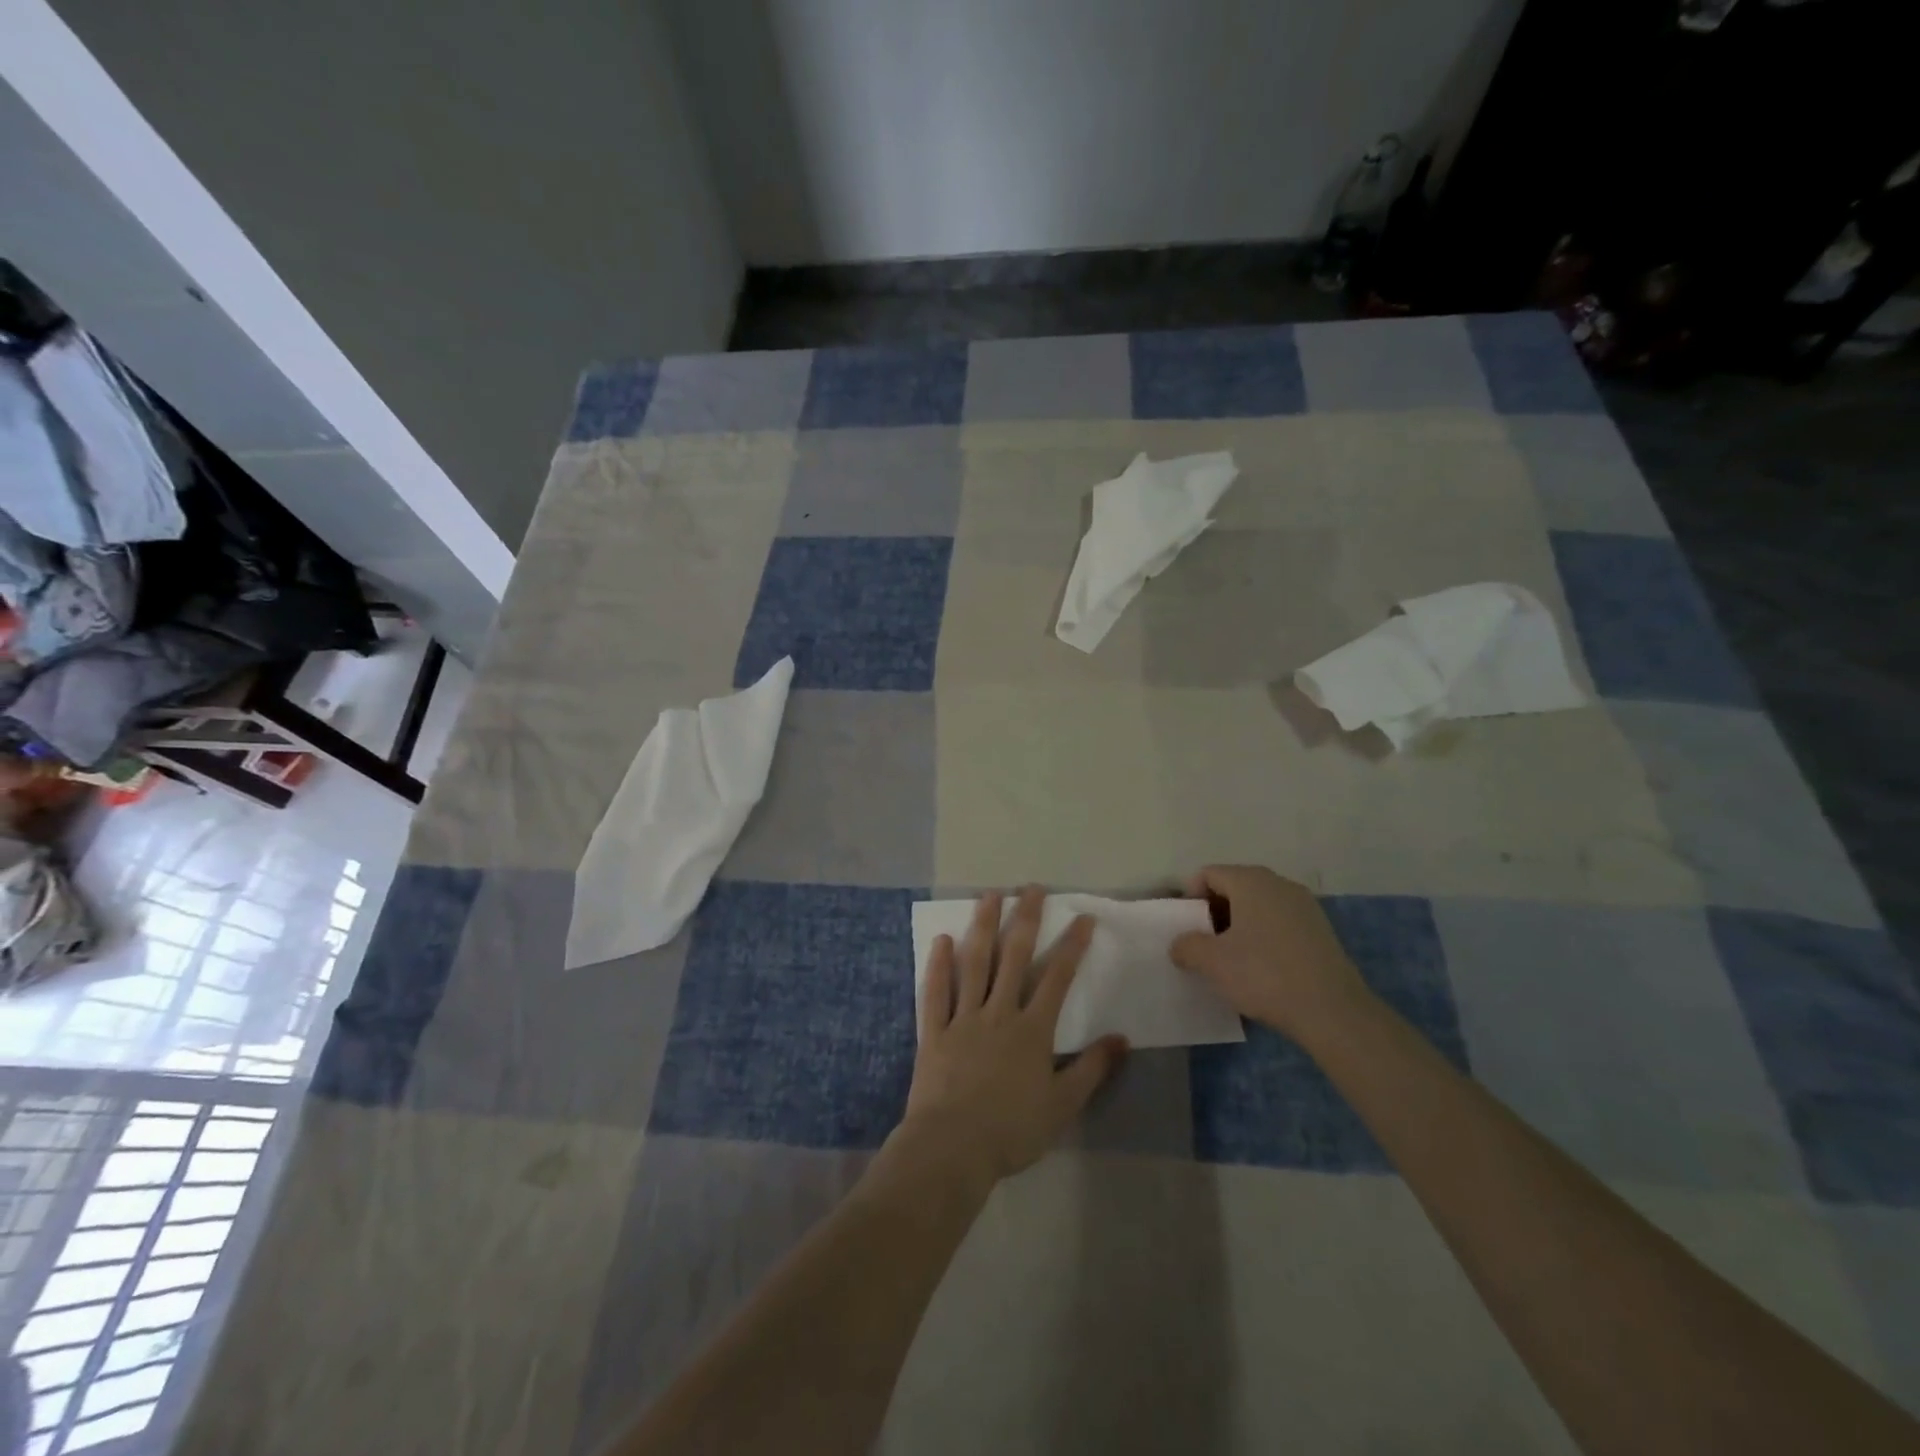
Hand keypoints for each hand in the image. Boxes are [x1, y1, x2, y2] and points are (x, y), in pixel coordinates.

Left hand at [897, 887, 1126, 1189]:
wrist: (953, 1148)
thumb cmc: (1012, 1130)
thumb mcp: (1063, 1105)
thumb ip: (1092, 1069)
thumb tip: (1121, 1038)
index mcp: (1032, 1030)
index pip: (1057, 978)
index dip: (1072, 945)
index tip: (1083, 917)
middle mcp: (998, 1013)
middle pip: (1014, 957)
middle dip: (1025, 920)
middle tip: (1031, 888)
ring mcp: (963, 1018)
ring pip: (974, 964)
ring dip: (983, 927)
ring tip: (989, 896)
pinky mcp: (934, 1031)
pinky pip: (936, 992)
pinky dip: (938, 965)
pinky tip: (942, 939)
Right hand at [1170, 865, 1369, 1038]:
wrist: (1332, 1012)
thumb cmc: (1264, 975)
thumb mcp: (1211, 962)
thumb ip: (1187, 946)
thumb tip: (1181, 945)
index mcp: (1251, 881)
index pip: (1208, 874)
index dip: (1190, 898)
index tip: (1186, 929)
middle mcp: (1279, 884)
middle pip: (1234, 887)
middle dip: (1214, 913)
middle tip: (1204, 945)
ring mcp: (1305, 906)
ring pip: (1259, 907)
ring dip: (1239, 927)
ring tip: (1231, 960)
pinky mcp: (1321, 931)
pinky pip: (1280, 924)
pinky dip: (1264, 938)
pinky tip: (1262, 969)